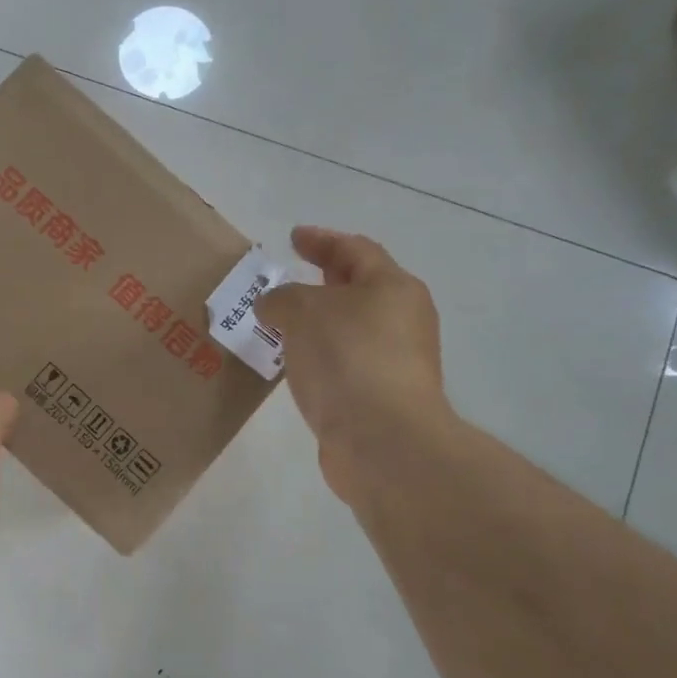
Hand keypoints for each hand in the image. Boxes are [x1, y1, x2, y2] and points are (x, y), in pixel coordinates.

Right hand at [255, 226, 451, 505]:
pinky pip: (345, 363)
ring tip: (281, 324)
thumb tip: (274, 306)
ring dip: (318, 323)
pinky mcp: (382, 398)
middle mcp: (402, 320)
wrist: (381, 439)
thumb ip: (281, 298)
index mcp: (392, 287)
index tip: (293, 238)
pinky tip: (295, 364)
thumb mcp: (302, 310)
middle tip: (291, 276)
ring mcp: (396, 361)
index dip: (322, 240)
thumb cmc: (346, 358)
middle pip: (359, 289)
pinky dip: (320, 356)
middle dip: (324, 280)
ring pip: (350, 329)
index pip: (355, 249)